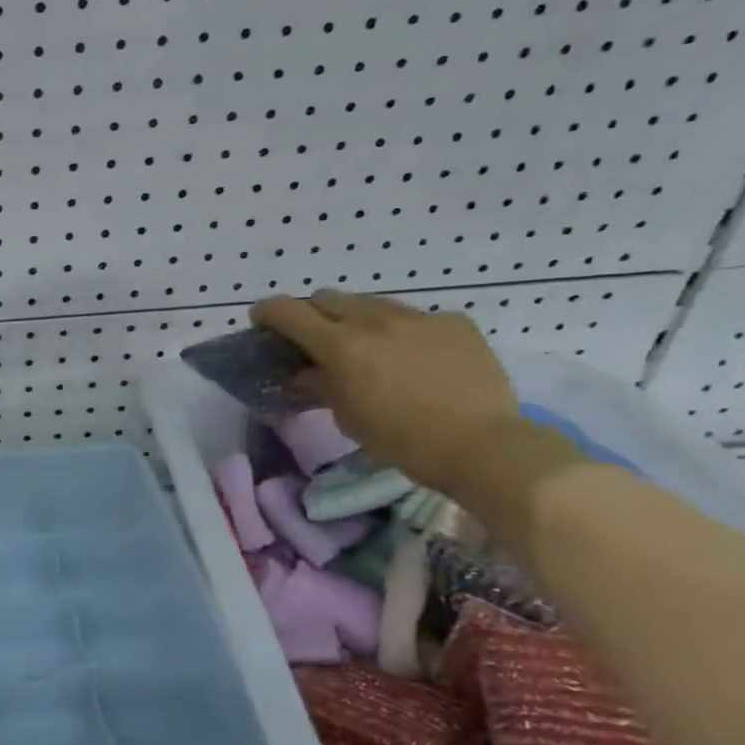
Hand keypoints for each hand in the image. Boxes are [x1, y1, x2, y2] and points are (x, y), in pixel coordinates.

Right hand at [249, 290, 521, 493]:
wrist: (483, 446)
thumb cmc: (400, 439)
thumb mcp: (346, 415)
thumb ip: (320, 384)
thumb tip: (304, 373)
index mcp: (341, 345)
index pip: (288, 311)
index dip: (268, 312)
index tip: (261, 322)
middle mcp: (375, 320)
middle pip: (328, 298)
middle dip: (312, 314)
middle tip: (314, 339)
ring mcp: (419, 317)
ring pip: (372, 303)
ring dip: (356, 319)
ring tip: (367, 347)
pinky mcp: (454, 322)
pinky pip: (415, 317)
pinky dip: (402, 331)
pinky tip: (414, 358)